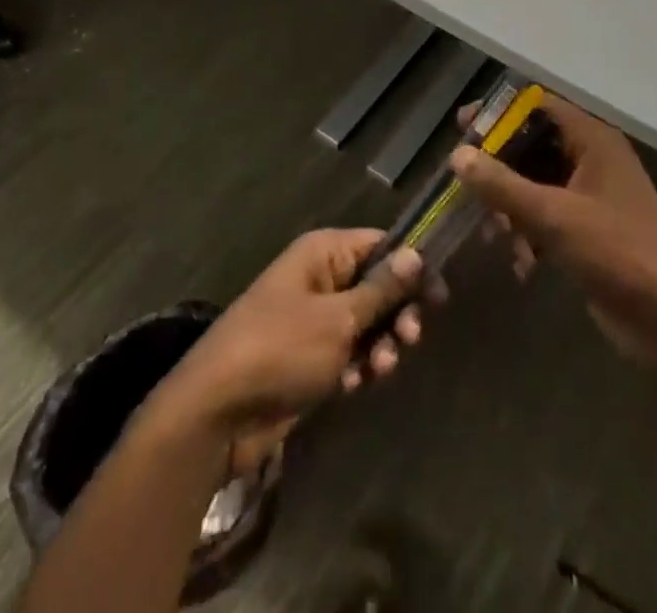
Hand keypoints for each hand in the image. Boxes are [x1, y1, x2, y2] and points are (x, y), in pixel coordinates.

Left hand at [149, 230, 429, 471]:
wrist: (217, 412)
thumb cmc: (281, 349)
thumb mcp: (338, 319)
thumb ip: (381, 290)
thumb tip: (416, 254)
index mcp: (323, 254)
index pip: (380, 245)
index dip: (412, 267)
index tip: (439, 295)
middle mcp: (320, 278)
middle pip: (377, 286)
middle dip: (398, 313)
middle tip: (411, 338)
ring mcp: (313, 320)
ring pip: (366, 323)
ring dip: (381, 345)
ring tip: (381, 368)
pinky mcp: (309, 358)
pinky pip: (348, 353)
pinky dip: (358, 367)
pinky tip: (355, 386)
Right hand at [452, 96, 656, 370]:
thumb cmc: (618, 253)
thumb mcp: (554, 216)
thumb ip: (502, 184)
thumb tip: (457, 155)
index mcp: (593, 140)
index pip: (539, 106)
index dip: (500, 112)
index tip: (463, 126)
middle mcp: (593, 159)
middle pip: (534, 145)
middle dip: (499, 164)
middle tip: (462, 179)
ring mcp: (593, 196)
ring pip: (538, 183)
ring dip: (511, 204)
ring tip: (491, 232)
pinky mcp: (591, 231)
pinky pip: (549, 216)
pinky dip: (530, 232)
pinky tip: (521, 264)